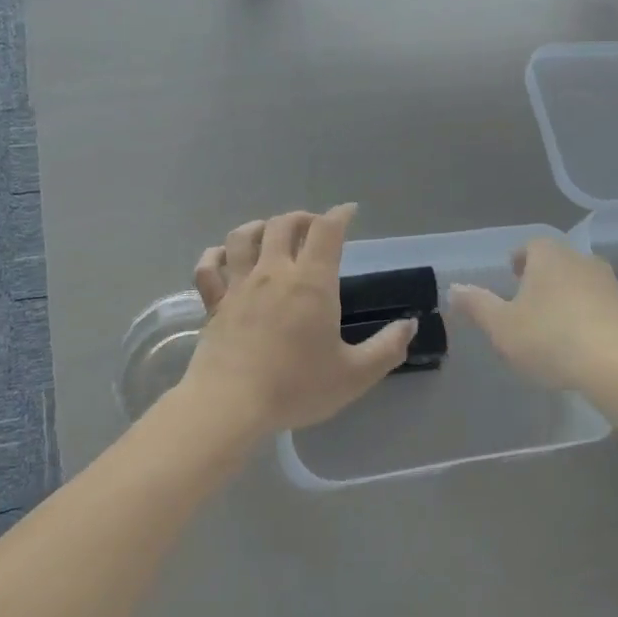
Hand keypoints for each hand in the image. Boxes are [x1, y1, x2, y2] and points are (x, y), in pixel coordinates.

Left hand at [182, 205, 414, 437]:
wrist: (230, 404)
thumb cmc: (296, 387)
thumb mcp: (355, 375)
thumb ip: (387, 348)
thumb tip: (409, 325)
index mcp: (311, 283)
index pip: (327, 231)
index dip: (339, 215)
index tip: (349, 212)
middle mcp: (274, 272)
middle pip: (283, 224)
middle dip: (302, 218)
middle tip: (313, 228)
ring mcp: (238, 285)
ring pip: (243, 237)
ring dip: (260, 227)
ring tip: (271, 234)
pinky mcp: (214, 304)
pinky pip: (209, 267)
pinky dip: (216, 255)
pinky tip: (224, 257)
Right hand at [449, 237, 617, 391]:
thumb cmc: (550, 338)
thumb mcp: (501, 326)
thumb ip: (477, 305)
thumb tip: (454, 288)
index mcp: (549, 256)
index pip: (530, 246)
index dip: (519, 259)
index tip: (511, 276)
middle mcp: (581, 261)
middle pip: (557, 262)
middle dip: (541, 278)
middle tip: (526, 301)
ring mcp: (609, 285)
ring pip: (579, 283)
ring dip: (565, 297)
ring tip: (550, 325)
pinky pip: (598, 307)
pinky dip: (585, 317)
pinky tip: (577, 343)